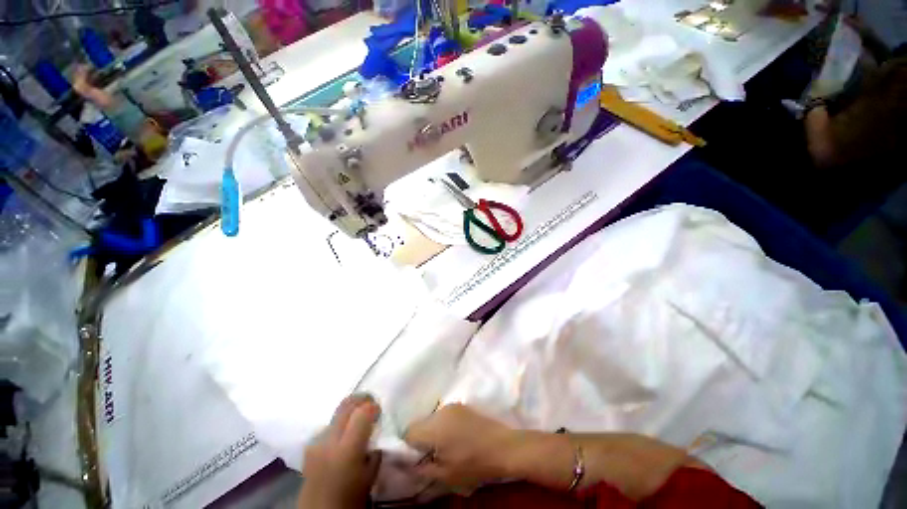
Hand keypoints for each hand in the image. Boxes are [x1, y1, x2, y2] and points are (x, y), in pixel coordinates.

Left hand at [297, 395, 381, 508]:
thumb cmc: (349, 499)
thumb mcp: (370, 477)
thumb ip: (375, 452)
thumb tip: (376, 437)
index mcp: (347, 449)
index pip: (362, 412)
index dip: (373, 406)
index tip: (379, 411)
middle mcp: (329, 441)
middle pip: (346, 405)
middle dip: (362, 399)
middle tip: (371, 403)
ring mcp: (316, 443)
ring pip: (336, 413)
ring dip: (349, 411)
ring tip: (357, 419)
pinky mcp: (309, 448)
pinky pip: (327, 426)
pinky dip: (339, 423)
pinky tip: (343, 435)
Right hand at [404, 404, 520, 493]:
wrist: (503, 447)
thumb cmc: (473, 464)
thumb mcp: (445, 475)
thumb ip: (422, 469)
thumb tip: (406, 465)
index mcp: (434, 427)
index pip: (409, 432)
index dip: (407, 447)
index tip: (414, 460)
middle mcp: (440, 411)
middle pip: (420, 423)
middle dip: (420, 439)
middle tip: (429, 456)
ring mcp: (452, 406)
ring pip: (432, 418)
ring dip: (432, 432)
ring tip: (443, 448)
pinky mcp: (462, 406)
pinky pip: (444, 415)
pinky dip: (443, 426)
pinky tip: (454, 438)